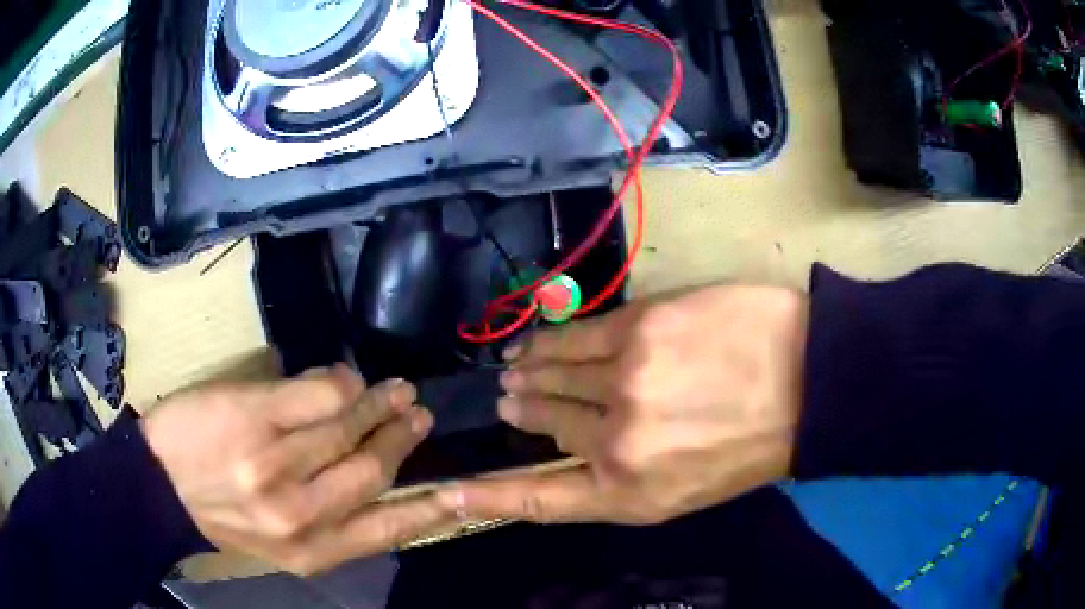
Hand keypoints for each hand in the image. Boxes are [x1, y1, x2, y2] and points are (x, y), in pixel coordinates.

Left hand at [142, 365, 450, 574]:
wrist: (160, 487)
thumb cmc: (223, 515)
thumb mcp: (282, 542)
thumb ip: (331, 522)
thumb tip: (381, 480)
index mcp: (312, 552)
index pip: (386, 529)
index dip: (429, 508)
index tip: (458, 489)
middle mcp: (300, 515)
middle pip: (372, 470)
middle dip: (402, 439)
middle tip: (417, 414)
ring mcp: (275, 464)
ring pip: (349, 426)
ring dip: (378, 404)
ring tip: (394, 392)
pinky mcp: (254, 417)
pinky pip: (318, 393)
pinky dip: (341, 382)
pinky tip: (346, 380)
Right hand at [443, 285, 807, 524]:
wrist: (807, 382)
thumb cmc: (751, 446)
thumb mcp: (683, 490)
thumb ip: (618, 478)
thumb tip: (566, 447)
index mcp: (629, 492)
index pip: (538, 499)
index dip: (489, 497)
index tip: (450, 492)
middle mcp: (615, 440)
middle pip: (544, 423)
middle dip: (523, 413)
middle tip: (510, 403)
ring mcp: (624, 379)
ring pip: (552, 375)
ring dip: (527, 375)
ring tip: (512, 372)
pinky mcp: (639, 327)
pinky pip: (573, 336)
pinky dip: (545, 342)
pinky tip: (530, 345)